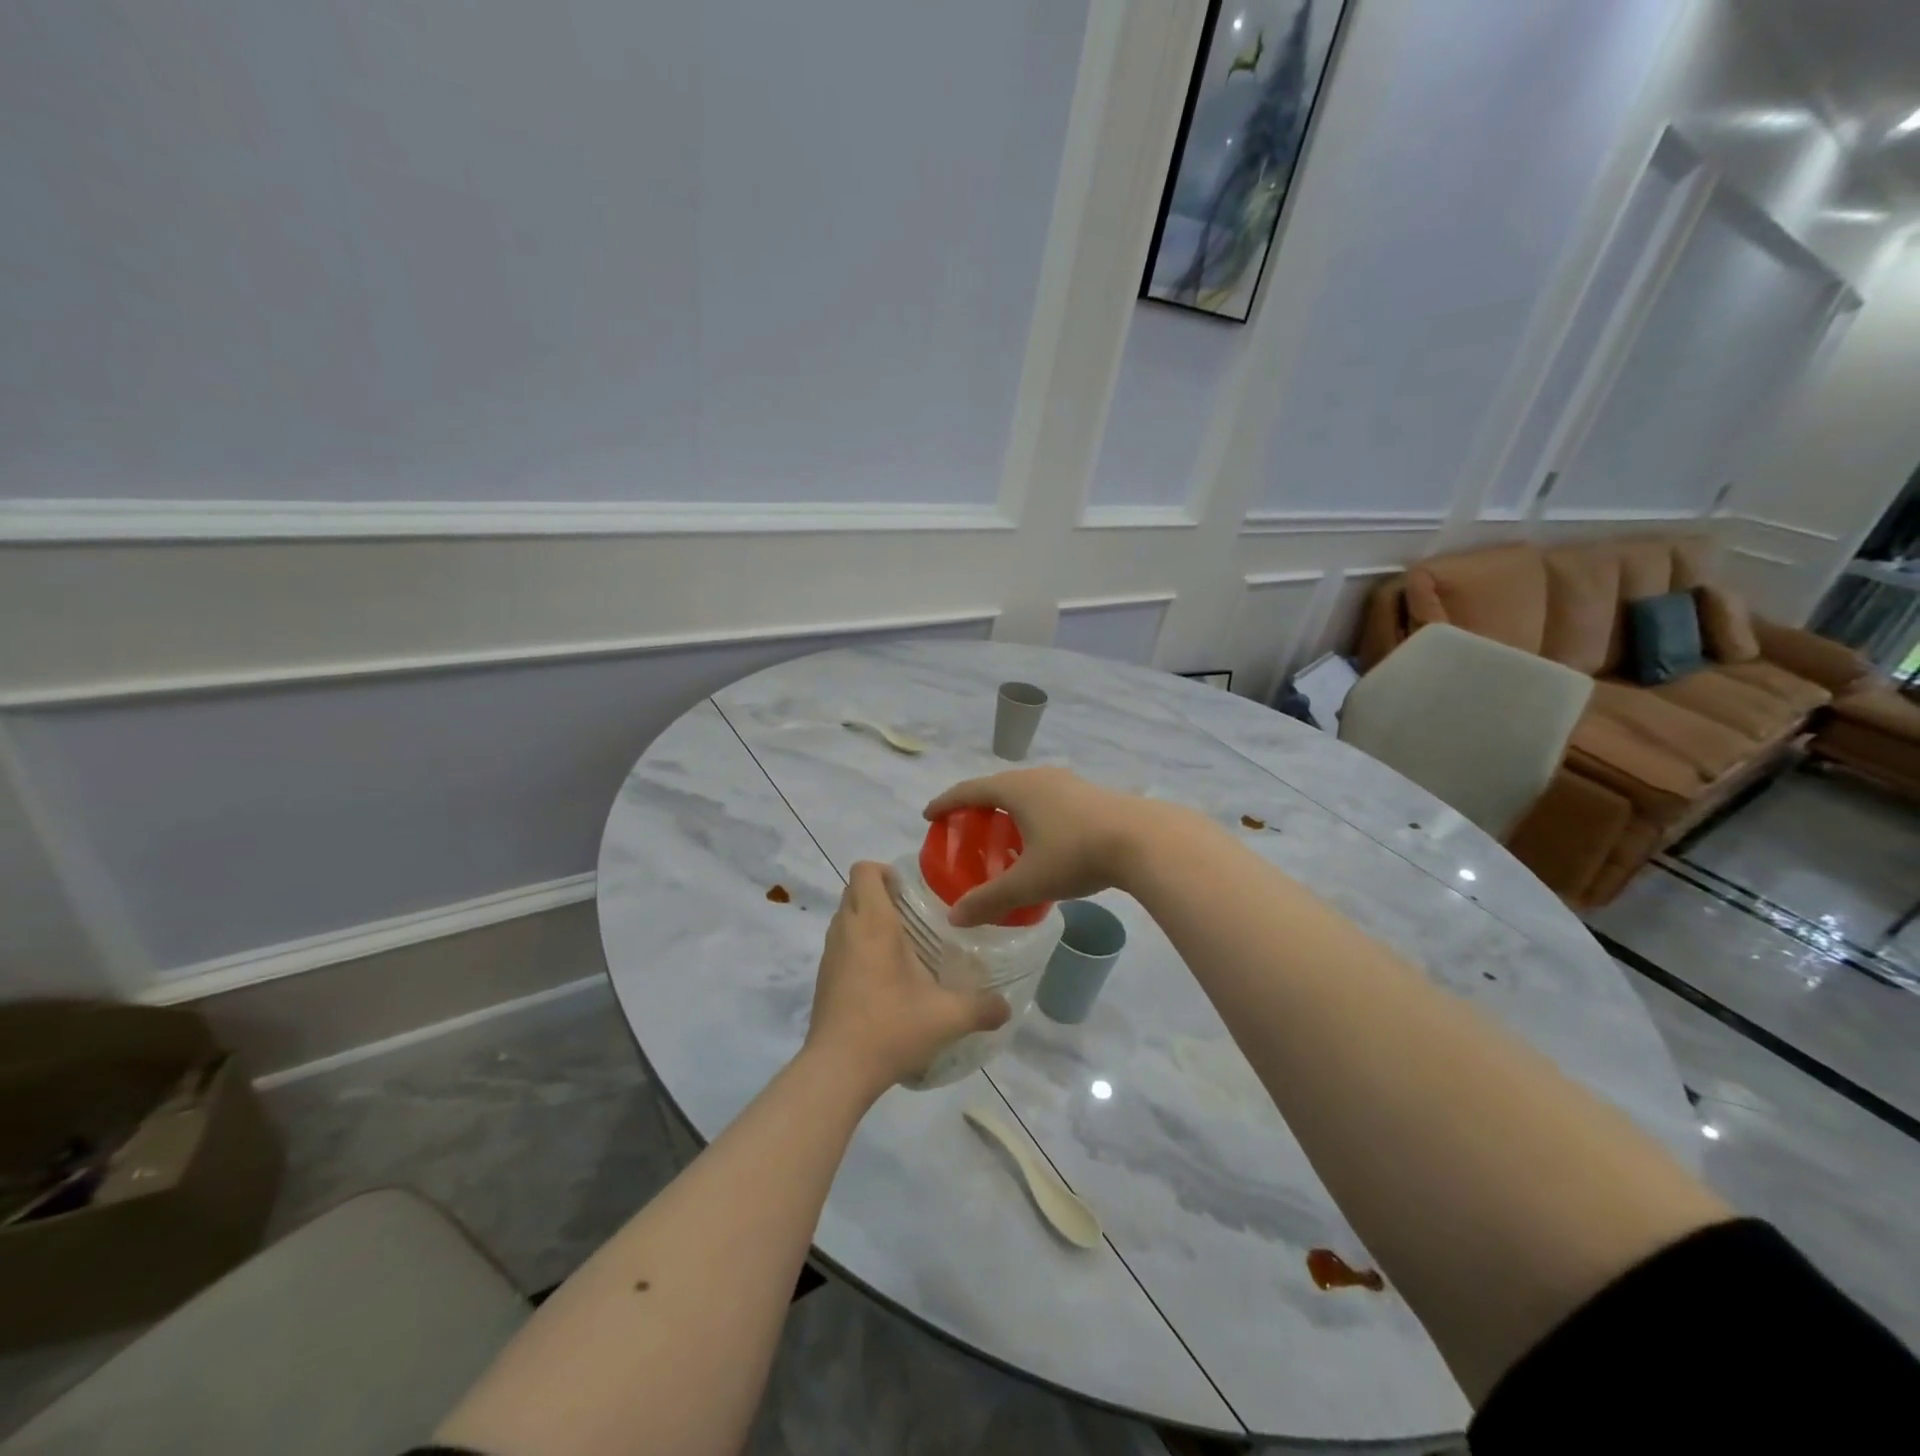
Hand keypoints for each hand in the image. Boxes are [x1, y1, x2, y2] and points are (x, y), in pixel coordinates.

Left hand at [805, 862, 1009, 1092]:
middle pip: (853, 890)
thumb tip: (1007, 1007)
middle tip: (911, 913)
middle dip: (878, 893)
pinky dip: (857, 947)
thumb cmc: (891, 1027)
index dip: (884, 870)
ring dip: (866, 920)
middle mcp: (846, 930)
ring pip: (844, 918)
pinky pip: (840, 946)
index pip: (864, 871)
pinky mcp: (823, 979)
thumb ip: (982, 1008)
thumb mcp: (948, 1017)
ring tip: (900, 944)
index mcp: (873, 923)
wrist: (837, 1070)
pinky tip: (884, 977)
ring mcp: (829, 955)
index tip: (908, 889)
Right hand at [923, 767, 1150, 927]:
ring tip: (1001, 832)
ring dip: (1007, 808)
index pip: (969, 790)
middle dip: (976, 804)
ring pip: (1026, 791)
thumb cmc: (1076, 854)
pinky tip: (1042, 837)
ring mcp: (1068, 782)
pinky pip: (1048, 798)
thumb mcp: (1029, 882)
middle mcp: (1039, 778)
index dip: (946, 802)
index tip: (929, 815)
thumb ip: (989, 900)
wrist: (1145, 840)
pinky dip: (1032, 813)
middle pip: (997, 786)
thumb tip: (955, 919)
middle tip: (963, 826)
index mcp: (1016, 789)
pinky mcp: (1091, 794)